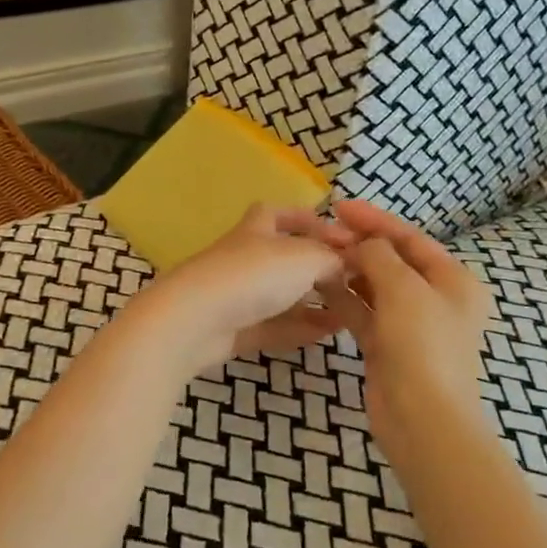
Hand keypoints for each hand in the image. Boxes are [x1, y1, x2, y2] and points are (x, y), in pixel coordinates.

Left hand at [124, 205, 352, 374]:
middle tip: (351, 281)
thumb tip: (347, 263)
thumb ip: (331, 259)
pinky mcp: (233, 330)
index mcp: (256, 230)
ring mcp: (237, 296)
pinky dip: (300, 328)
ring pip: (280, 295)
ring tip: (348, 312)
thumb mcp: (304, 257)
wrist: (195, 320)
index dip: (308, 219)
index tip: (342, 235)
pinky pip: (274, 326)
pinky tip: (328, 334)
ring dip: (313, 302)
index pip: (279, 213)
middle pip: (283, 258)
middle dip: (316, 267)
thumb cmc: (252, 275)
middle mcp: (245, 258)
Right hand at [327, 200, 493, 453]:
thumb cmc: (422, 345)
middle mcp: (435, 299)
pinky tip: (318, 286)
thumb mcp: (404, 289)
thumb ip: (380, 255)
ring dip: (348, 271)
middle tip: (322, 233)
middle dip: (359, 246)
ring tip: (315, 256)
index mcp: (453, 281)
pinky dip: (344, 299)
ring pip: (374, 287)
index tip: (339, 206)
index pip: (410, 239)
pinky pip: (363, 312)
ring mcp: (410, 324)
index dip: (375, 220)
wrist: (423, 419)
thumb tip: (365, 243)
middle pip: (392, 261)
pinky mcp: (387, 346)